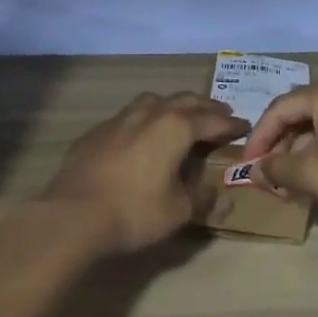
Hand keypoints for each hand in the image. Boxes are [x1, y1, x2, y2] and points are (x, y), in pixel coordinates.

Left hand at [41, 93, 247, 253]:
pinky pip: (129, 116)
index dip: (230, 124)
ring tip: (181, 116)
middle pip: (184, 101)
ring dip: (173, 106)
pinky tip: (141, 135)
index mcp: (176, 127)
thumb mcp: (178, 212)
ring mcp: (120, 118)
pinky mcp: (97, 132)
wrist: (72, 215)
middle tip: (219, 115)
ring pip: (154, 101)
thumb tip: (223, 198)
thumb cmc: (134, 211)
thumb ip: (203, 200)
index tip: (244, 125)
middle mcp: (150, 113)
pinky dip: (144, 120)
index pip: (212, 121)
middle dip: (205, 108)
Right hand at [243, 77, 317, 228]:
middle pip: (300, 113)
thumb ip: (277, 169)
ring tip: (287, 181)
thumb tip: (255, 170)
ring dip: (299, 150)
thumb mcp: (312, 175)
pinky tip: (314, 174)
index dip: (259, 138)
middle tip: (267, 175)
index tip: (247, 165)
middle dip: (280, 145)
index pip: (280, 109)